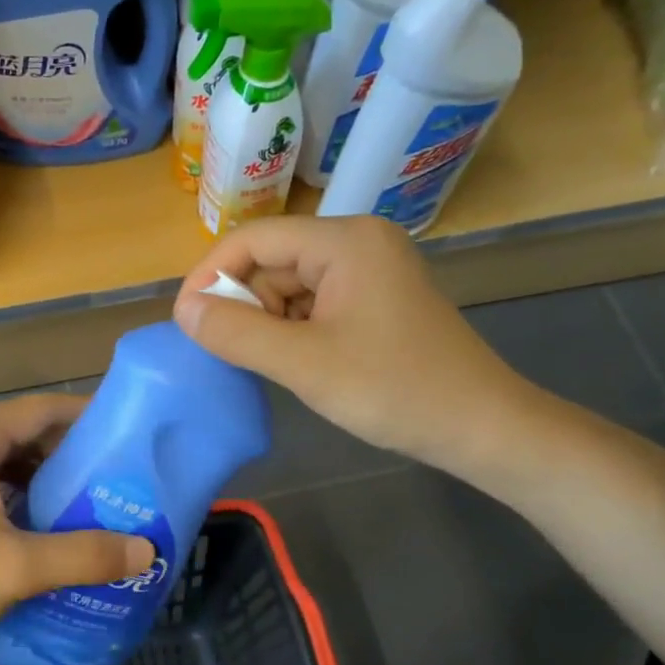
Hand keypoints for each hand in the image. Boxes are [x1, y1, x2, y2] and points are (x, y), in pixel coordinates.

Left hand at [0, 394, 155, 664]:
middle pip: (22, 436)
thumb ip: (83, 555)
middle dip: (72, 456)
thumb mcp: (12, 570)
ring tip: (94, 507)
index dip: (88, 417)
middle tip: (121, 481)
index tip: (131, 436)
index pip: (40, 409)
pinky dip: (19, 503)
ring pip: (3, 466)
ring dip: (46, 483)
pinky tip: (46, 533)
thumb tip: (146, 550)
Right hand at [174, 216, 548, 480]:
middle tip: (230, 353)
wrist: (479, 426)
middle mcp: (357, 241)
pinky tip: (295, 362)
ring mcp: (370, 269)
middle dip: (243, 303)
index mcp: (344, 240)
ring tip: (269, 364)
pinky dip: (292, 329)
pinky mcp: (375, 298)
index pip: (253, 238)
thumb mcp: (304, 364)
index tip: (186, 321)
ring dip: (267, 321)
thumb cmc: (393, 390)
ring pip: (290, 284)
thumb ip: (237, 334)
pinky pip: (314, 302)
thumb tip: (184, 311)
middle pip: (272, 260)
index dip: (211, 275)